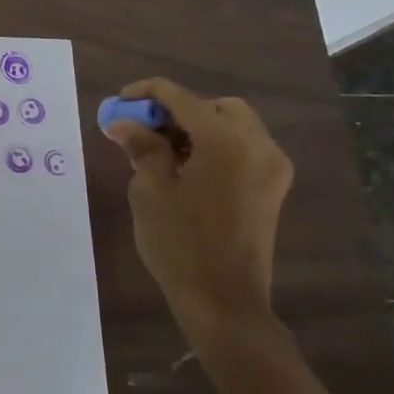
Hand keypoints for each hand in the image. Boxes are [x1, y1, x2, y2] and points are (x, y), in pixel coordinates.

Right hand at [103, 76, 293, 352]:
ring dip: (198, 127)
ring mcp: (271, 167)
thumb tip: (124, 124)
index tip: (120, 102)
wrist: (223, 300)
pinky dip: (216, 146)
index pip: (183, 98)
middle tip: (146, 129)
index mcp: (226, 142)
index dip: (148, 93)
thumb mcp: (150, 191)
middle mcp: (258, 146)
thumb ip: (142, 148)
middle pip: (216, 106)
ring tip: (161, 151)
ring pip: (234, 125)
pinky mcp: (272, 187)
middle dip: (179, 110)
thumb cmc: (179, 243)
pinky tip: (187, 168)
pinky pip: (244, 148)